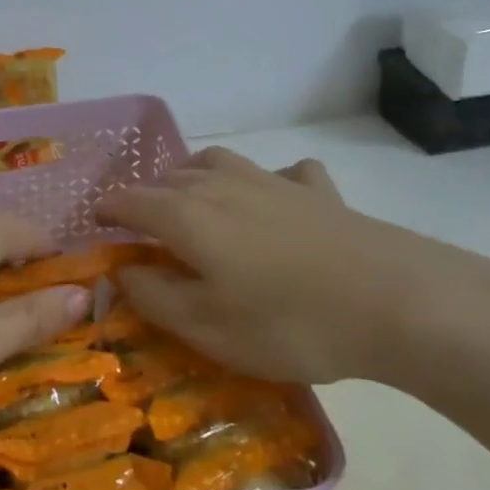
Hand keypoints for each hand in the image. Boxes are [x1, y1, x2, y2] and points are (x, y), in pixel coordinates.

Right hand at [96, 147, 489, 394]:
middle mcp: (221, 184)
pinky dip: (263, 184)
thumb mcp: (207, 326)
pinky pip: (278, 174)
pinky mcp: (317, 190)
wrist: (396, 301)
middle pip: (167, 178)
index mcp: (186, 215)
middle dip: (145, 197)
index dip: (105, 212)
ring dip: (192, 180)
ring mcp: (272, 181)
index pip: (128, 201)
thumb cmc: (289, 322)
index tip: (93, 227)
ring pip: (215, 163)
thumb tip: (120, 269)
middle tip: (140, 230)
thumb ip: (153, 296)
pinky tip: (274, 203)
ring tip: (192, 206)